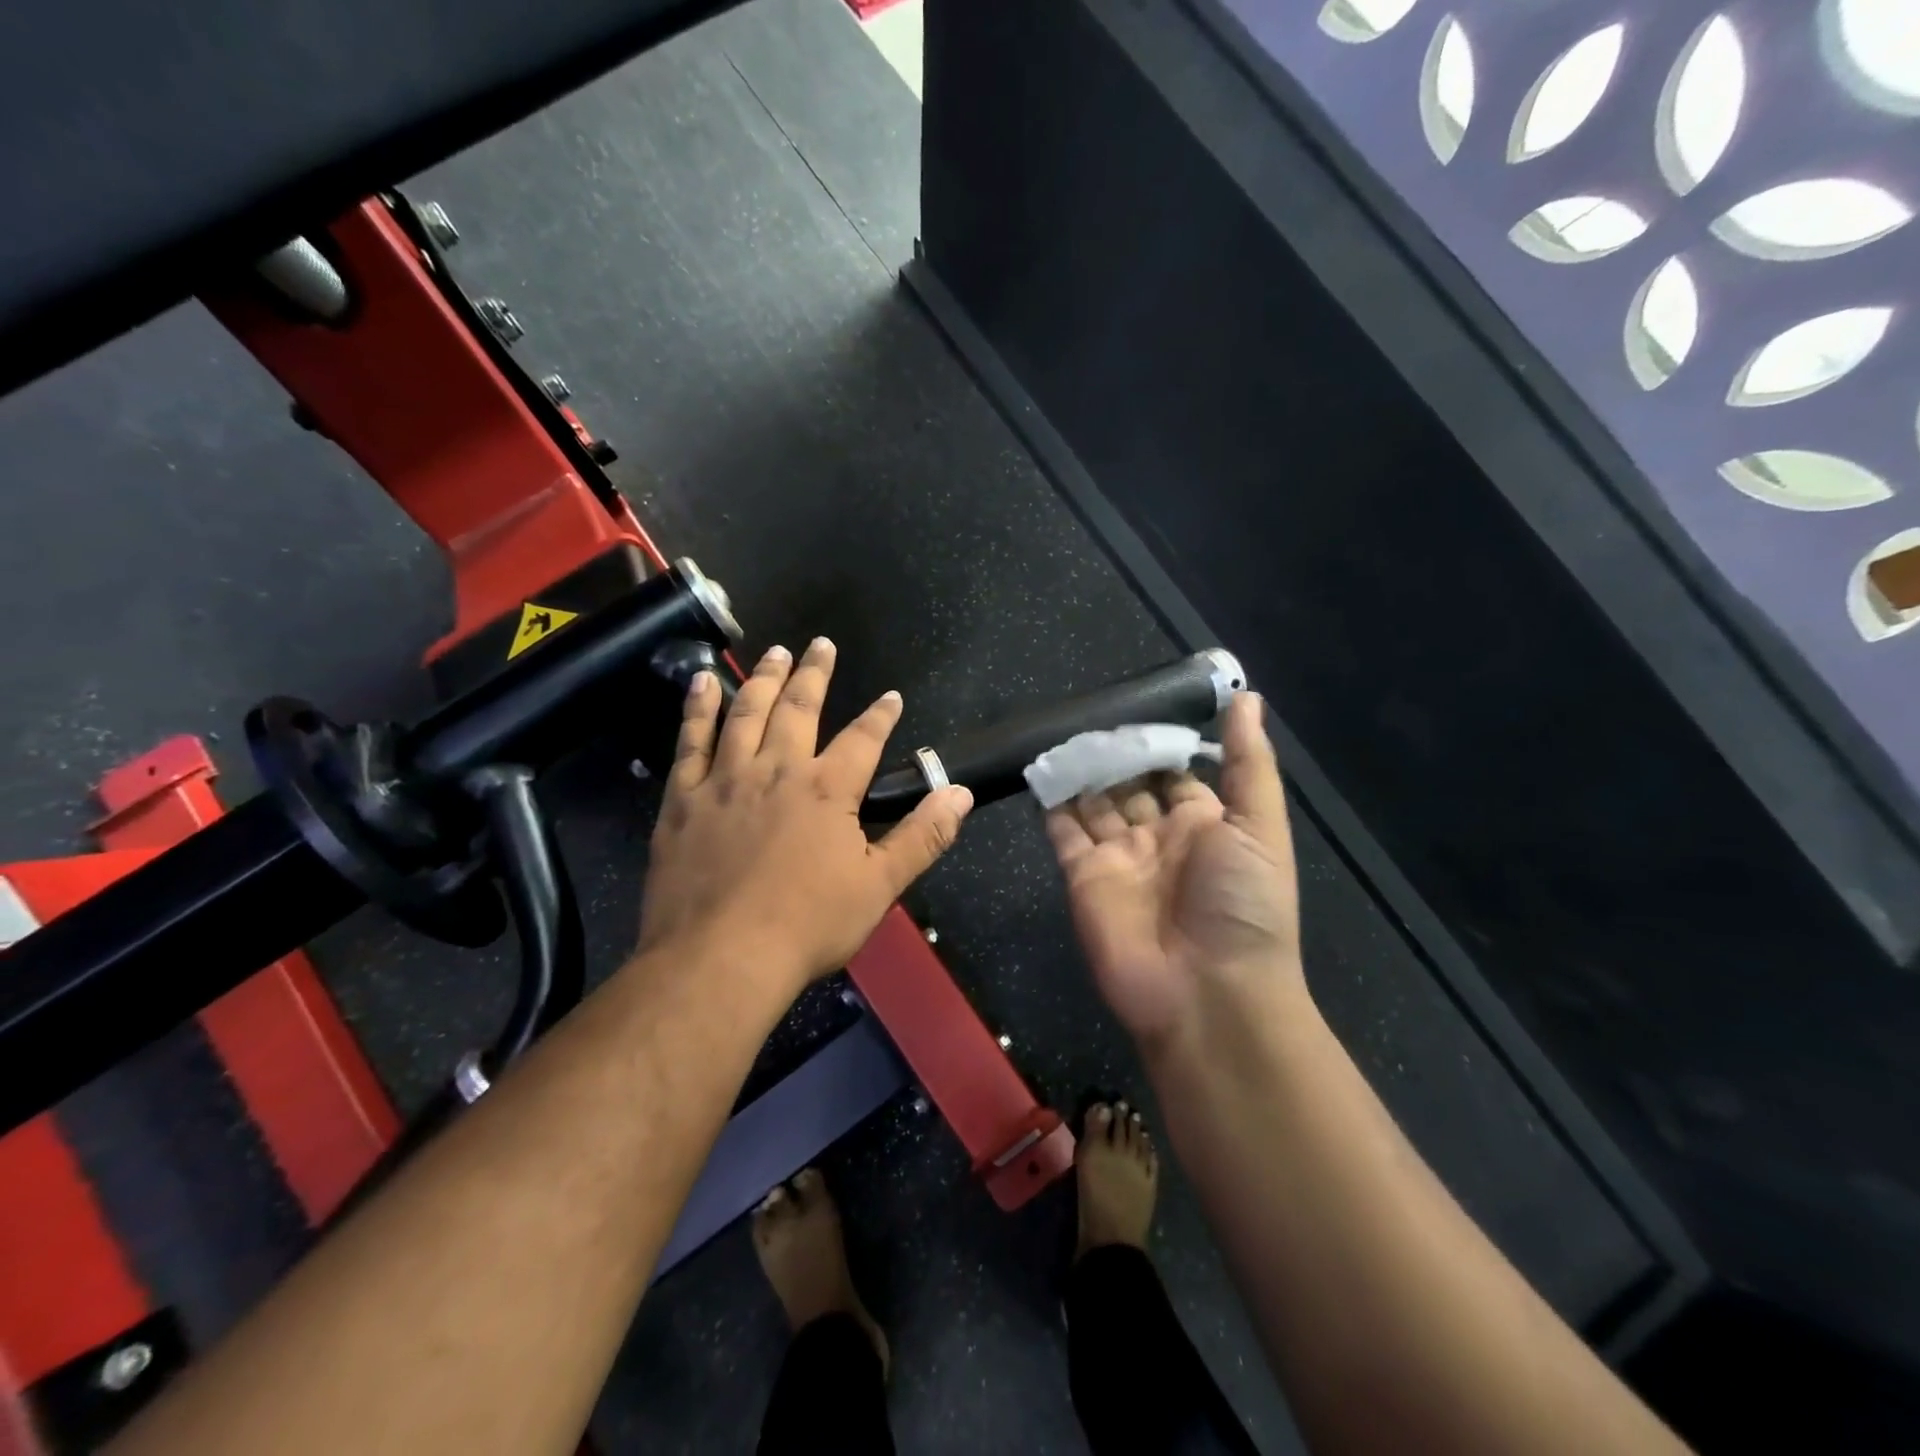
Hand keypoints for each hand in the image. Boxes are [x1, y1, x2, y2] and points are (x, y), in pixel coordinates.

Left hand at [637, 639, 972, 1002]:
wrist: (720, 958)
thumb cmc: (807, 925)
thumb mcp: (879, 886)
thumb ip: (922, 836)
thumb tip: (959, 793)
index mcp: (828, 789)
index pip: (863, 738)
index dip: (881, 715)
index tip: (891, 696)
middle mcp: (777, 770)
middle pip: (800, 708)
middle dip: (815, 674)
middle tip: (820, 644)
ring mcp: (725, 780)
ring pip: (746, 713)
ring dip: (763, 678)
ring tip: (775, 653)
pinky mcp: (684, 799)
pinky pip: (690, 742)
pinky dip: (698, 709)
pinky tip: (702, 684)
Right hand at [1045, 693, 1302, 1051]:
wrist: (1207, 993)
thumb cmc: (1243, 905)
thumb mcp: (1260, 826)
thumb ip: (1249, 762)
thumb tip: (1248, 697)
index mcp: (1204, 824)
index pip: (1176, 772)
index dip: (1159, 742)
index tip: (1137, 703)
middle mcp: (1159, 837)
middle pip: (1130, 784)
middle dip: (1114, 752)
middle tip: (1088, 710)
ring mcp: (1118, 857)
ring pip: (1093, 802)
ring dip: (1081, 770)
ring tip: (1062, 730)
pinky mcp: (1082, 876)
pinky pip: (1063, 831)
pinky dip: (1052, 802)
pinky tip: (1042, 766)